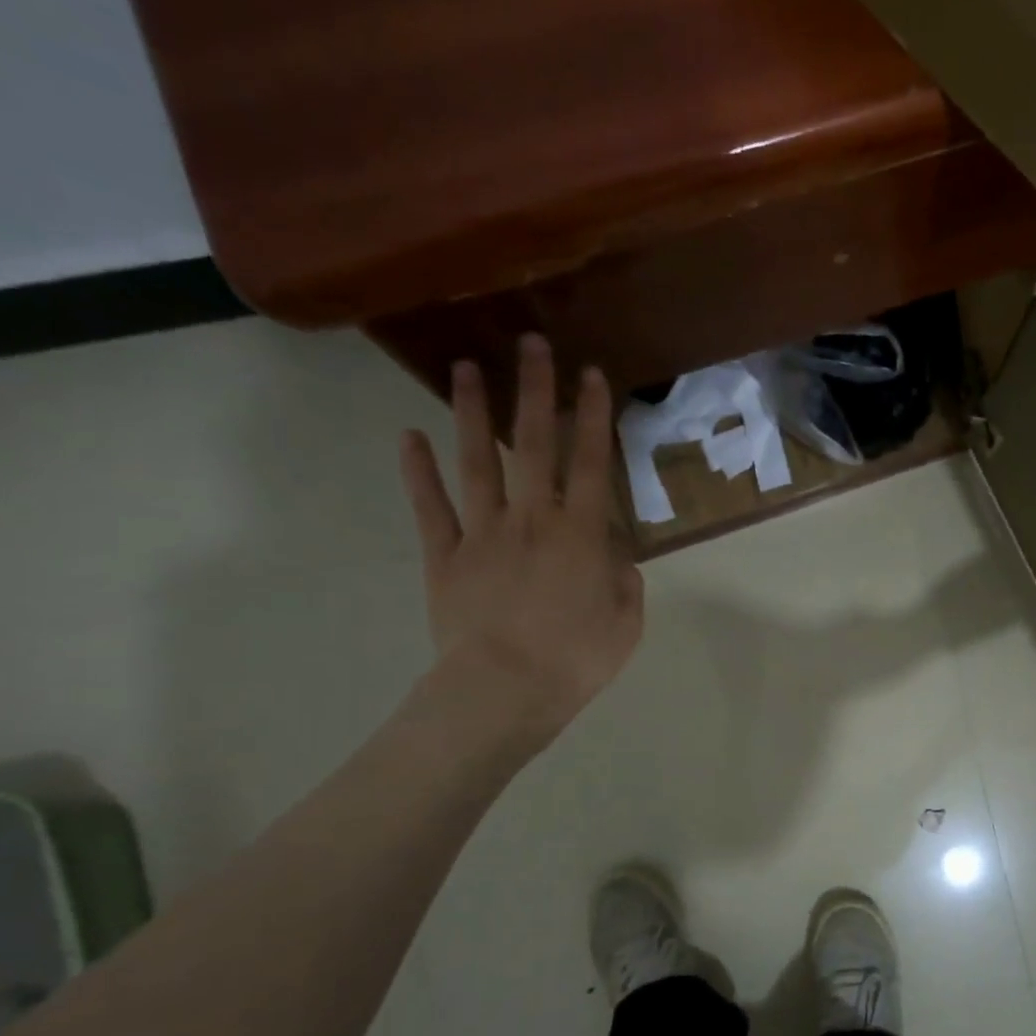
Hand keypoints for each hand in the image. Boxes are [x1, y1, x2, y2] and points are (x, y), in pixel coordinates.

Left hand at [400, 335, 643, 745]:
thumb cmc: (575, 660)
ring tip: (465, 368)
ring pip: (478, 462)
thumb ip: (625, 583)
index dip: (593, 417)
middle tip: (531, 343)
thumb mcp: (625, 624)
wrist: (504, 691)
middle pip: (533, 446)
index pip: (589, 463)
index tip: (592, 375)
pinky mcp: (446, 556)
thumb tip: (615, 559)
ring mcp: (483, 533)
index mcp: (580, 535)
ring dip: (473, 414)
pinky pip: (431, 507)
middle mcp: (531, 519)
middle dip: (535, 392)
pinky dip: (417, 471)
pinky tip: (409, 435)